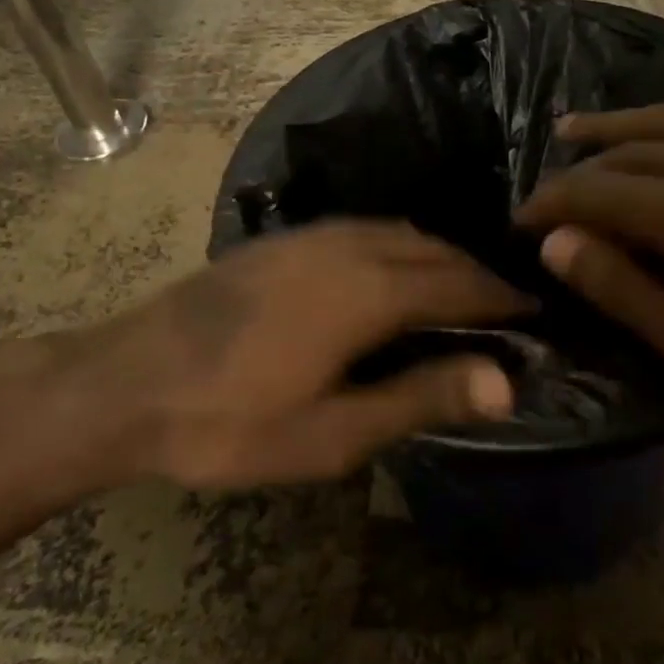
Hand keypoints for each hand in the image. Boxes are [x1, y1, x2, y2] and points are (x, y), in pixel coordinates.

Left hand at [17, 220, 525, 491]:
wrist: (127, 381)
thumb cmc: (231, 421)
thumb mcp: (332, 433)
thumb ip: (420, 398)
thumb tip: (503, 381)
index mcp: (370, 290)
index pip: (459, 285)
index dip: (502, 299)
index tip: (537, 312)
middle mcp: (351, 245)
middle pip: (435, 251)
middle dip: (477, 277)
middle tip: (507, 310)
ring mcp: (315, 235)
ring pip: (402, 233)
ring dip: (440, 258)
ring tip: (462, 293)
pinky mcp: (288, 239)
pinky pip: (369, 230)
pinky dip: (402, 247)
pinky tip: (396, 274)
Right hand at [513, 101, 663, 427]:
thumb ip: (625, 291)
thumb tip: (557, 244)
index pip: (592, 192)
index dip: (547, 205)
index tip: (518, 225)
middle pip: (618, 154)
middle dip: (572, 176)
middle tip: (544, 205)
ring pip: (656, 119)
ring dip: (607, 127)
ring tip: (568, 130)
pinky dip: (660, 113)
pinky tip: (647, 123)